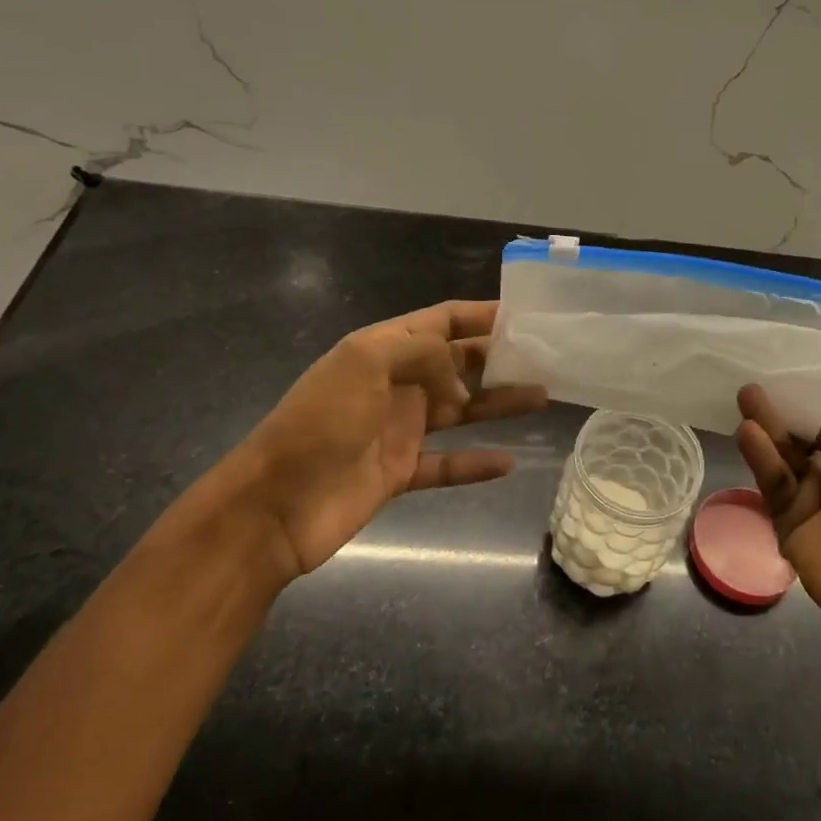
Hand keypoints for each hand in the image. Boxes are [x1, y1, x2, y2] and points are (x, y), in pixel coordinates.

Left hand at [213, 300, 546, 583]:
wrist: (274, 505)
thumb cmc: (320, 422)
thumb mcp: (366, 363)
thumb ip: (423, 354)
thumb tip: (462, 382)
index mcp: (384, 348)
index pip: (442, 320)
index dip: (481, 314)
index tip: (526, 315)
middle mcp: (396, 383)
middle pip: (457, 362)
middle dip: (499, 357)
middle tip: (546, 357)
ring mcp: (399, 429)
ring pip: (461, 410)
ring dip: (499, 403)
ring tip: (543, 396)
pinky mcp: (400, 472)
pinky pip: (448, 464)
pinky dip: (476, 463)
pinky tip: (509, 462)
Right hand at [734, 385, 820, 658]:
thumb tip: (802, 415)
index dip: (800, 398)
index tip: (773, 373)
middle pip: (797, 435)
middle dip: (776, 410)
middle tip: (749, 386)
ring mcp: (809, 498)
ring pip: (780, 457)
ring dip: (764, 428)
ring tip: (743, 397)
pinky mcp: (786, 522)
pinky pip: (772, 484)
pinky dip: (760, 458)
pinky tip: (747, 432)